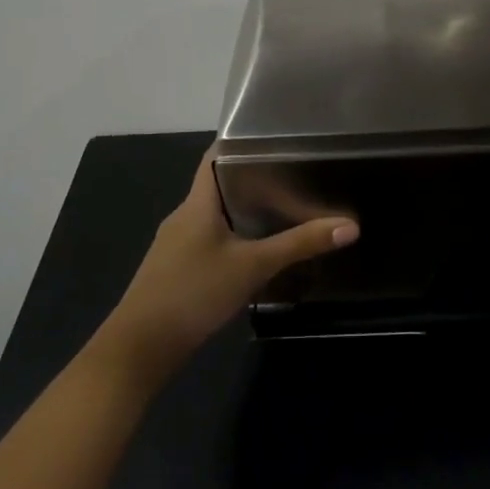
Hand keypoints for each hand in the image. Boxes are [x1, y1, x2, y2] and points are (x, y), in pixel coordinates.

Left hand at [99, 147, 357, 379]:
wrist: (139, 349)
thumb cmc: (193, 293)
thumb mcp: (253, 266)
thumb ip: (300, 245)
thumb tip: (350, 225)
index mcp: (197, 203)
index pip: (215, 157)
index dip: (242, 143)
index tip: (279, 139)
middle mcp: (184, 217)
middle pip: (219, 186)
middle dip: (255, 180)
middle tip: (297, 176)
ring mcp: (177, 245)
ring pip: (216, 217)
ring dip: (246, 212)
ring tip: (286, 210)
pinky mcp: (177, 270)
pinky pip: (210, 241)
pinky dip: (234, 239)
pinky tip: (258, 251)